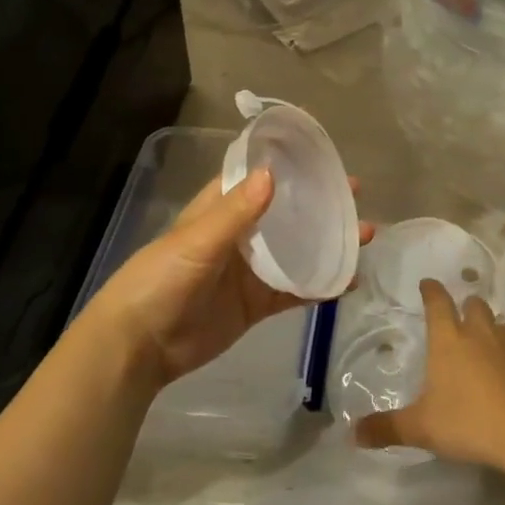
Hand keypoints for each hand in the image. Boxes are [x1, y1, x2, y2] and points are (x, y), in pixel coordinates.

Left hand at [85, 170, 372, 386]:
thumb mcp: (197, 241)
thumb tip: (272, 173)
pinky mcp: (256, 304)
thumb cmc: (161, 281)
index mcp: (219, 210)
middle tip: (355, 195)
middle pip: (285, 213)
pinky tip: (349, 280)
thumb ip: (236, 212)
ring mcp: (249, 271)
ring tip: (364, 235)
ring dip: (326, 243)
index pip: (257, 179)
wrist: (140, 347)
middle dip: (318, 204)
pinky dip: (320, 285)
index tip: (323, 156)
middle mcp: (238, 235)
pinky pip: (294, 291)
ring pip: (296, 251)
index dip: (287, 167)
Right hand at [353, 280, 504, 470]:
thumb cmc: (469, 423)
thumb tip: (353, 433)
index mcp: (450, 341)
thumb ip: (387, 428)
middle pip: (475, 306)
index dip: (431, 291)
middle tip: (460, 318)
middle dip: (466, 307)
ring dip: (493, 332)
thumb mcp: (421, 429)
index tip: (427, 284)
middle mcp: (482, 335)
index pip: (437, 303)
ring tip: (487, 349)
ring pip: (503, 327)